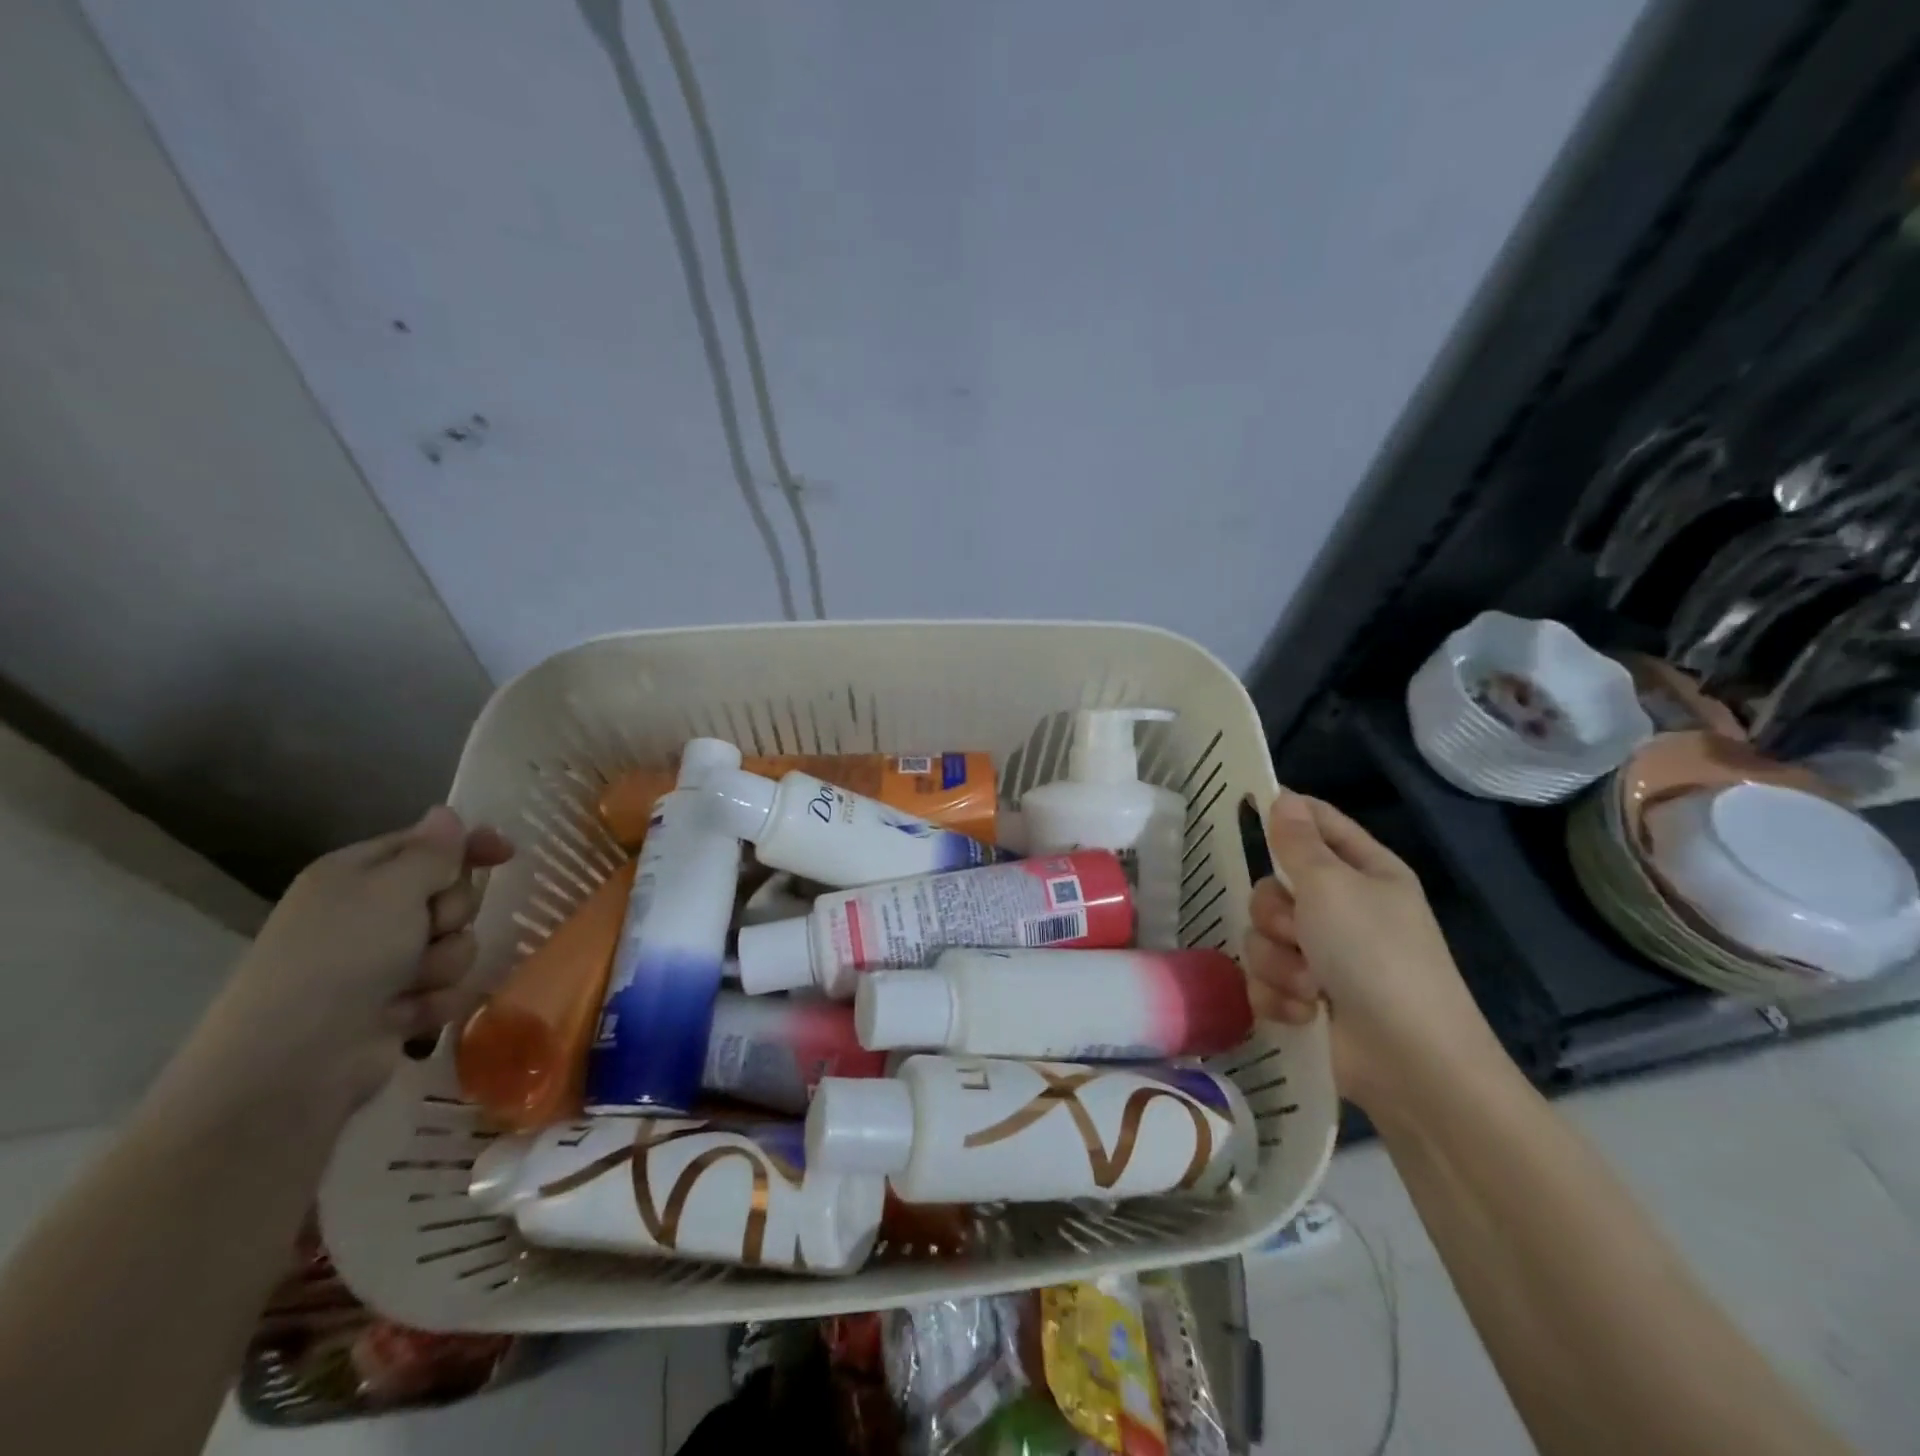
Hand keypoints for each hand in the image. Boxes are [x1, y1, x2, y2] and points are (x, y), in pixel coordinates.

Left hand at [180, 807, 513, 1118]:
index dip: (468, 845)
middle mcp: (368, 915)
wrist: (293, 1063)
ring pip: (455, 946)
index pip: (426, 844)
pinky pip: (445, 990)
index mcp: (355, 876)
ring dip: (444, 964)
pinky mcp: (395, 1007)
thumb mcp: (393, 890)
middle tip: (428, 930)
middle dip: (452, 915)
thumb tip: (446, 813)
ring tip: (410, 984)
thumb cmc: (341, 958)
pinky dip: (432, 1002)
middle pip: (450, 896)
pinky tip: (404, 1016)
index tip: (506, 853)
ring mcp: (381, 965)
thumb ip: (432, 852)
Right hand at [1245, 790, 1500, 1112]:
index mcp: (1363, 871)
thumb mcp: (1333, 887)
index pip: (1317, 822)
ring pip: (1262, 937)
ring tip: (1310, 986)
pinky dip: (1279, 996)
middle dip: (1275, 914)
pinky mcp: (1306, 998)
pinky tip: (1303, 1012)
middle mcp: (1342, 909)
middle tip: (1298, 931)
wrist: (1409, 1061)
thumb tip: (1283, 797)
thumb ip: (1298, 842)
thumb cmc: (1376, 957)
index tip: (1247, 809)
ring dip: (1279, 963)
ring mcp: (1324, 956)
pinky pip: (1263, 979)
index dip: (1285, 813)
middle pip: (1273, 886)